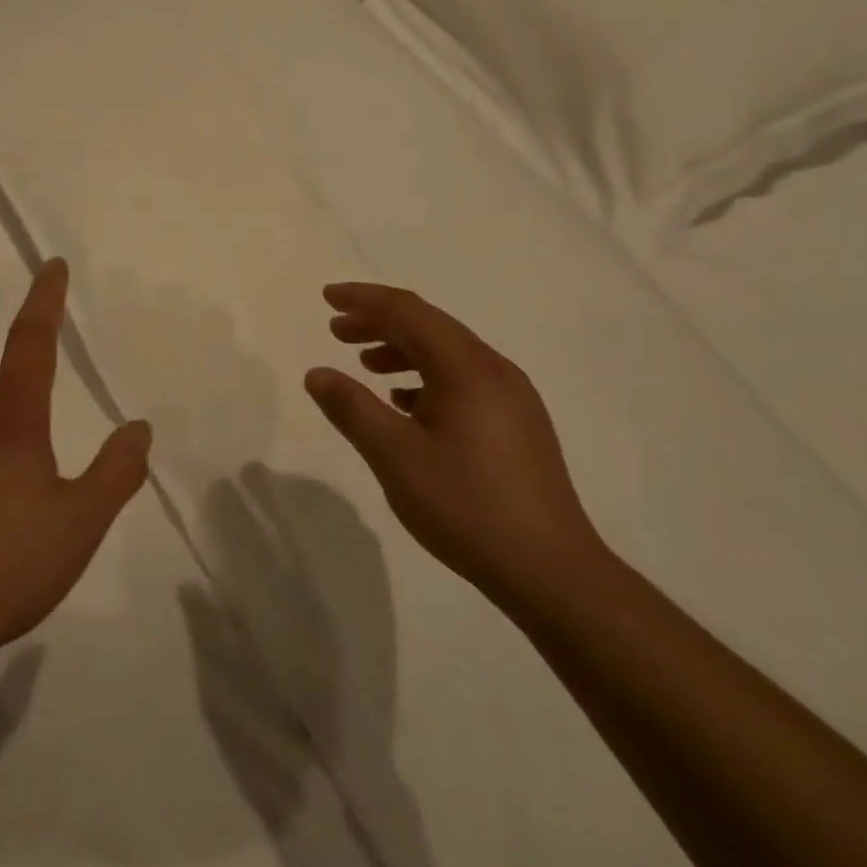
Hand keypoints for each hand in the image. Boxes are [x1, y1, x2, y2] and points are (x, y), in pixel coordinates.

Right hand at [303, 282, 605, 604]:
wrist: (549, 569)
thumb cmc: (465, 505)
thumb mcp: (394, 456)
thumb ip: (351, 408)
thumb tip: (317, 373)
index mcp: (466, 368)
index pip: (408, 312)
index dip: (364, 300)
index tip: (326, 298)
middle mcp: (495, 370)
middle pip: (430, 326)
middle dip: (379, 322)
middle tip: (336, 331)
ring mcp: (512, 397)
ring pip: (448, 354)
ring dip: (402, 350)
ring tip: (365, 364)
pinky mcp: (518, 424)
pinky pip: (464, 381)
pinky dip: (427, 378)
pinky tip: (406, 403)